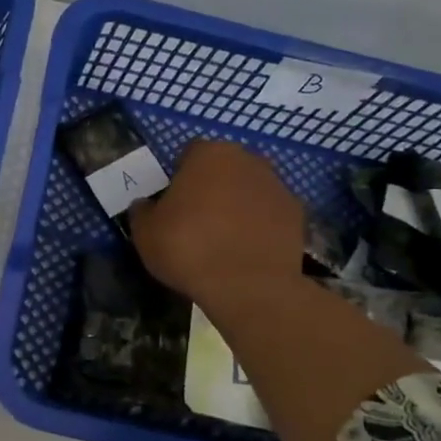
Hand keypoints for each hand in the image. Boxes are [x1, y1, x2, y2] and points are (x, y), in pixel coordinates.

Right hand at [131, 139, 304, 302]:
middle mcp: (247, 160)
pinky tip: (245, 250)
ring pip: (249, 189)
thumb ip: (143, 211)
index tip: (172, 203)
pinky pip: (269, 214)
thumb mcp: (144, 232)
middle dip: (212, 186)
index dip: (179, 177)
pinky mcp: (297, 214)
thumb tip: (145, 205)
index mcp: (209, 155)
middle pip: (224, 168)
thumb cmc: (187, 248)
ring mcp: (277, 186)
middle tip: (196, 219)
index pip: (189, 154)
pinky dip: (259, 226)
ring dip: (237, 205)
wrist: (247, 285)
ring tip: (222, 239)